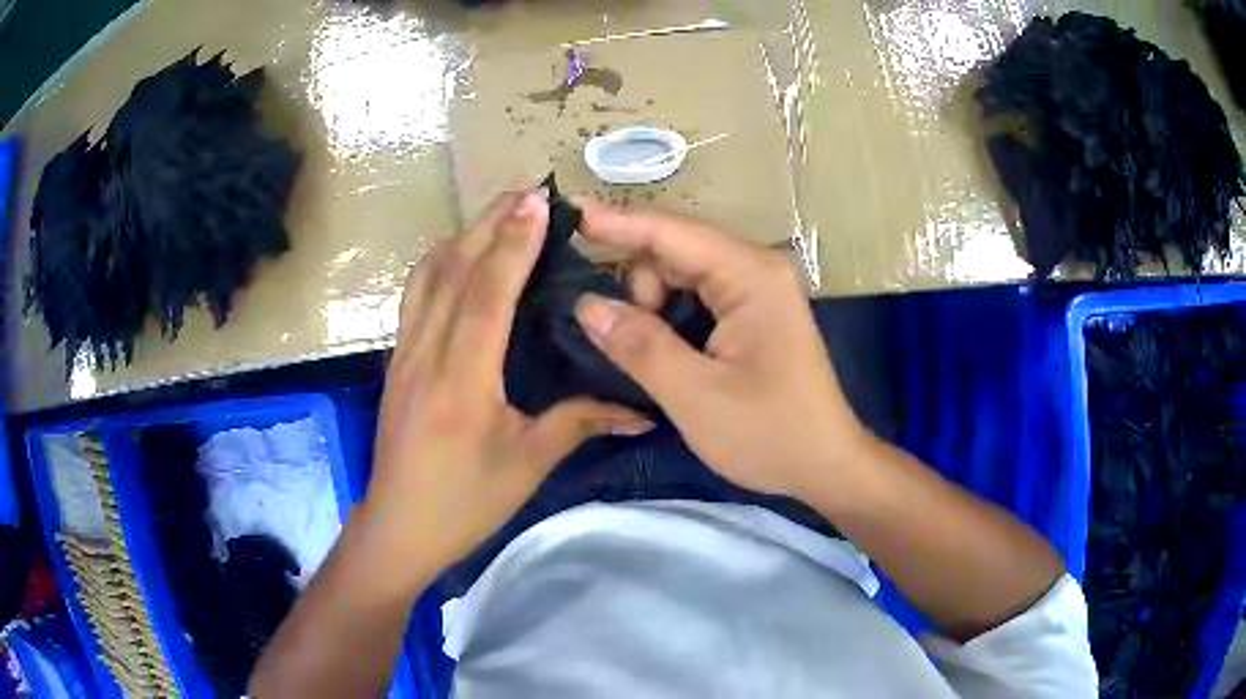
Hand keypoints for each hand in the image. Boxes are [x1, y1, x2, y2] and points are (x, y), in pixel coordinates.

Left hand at [364, 189, 652, 580]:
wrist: (399, 527)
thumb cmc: (464, 503)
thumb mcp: (527, 465)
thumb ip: (579, 423)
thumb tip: (639, 409)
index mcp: (462, 379)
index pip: (488, 292)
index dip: (514, 242)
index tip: (539, 201)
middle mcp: (427, 352)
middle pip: (453, 268)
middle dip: (489, 222)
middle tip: (525, 188)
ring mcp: (405, 353)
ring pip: (427, 275)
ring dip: (462, 235)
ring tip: (498, 212)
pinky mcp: (397, 361)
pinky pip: (415, 295)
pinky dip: (439, 262)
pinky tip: (458, 256)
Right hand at [573, 200, 871, 498]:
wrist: (825, 465)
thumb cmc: (769, 433)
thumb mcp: (695, 396)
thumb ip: (639, 345)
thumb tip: (586, 304)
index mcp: (750, 275)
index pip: (671, 232)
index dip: (616, 223)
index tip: (567, 215)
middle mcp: (755, 268)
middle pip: (675, 248)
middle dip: (636, 281)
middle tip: (619, 335)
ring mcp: (757, 289)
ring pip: (682, 273)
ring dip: (652, 303)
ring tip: (650, 354)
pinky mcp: (753, 312)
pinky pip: (697, 295)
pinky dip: (669, 314)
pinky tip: (662, 347)